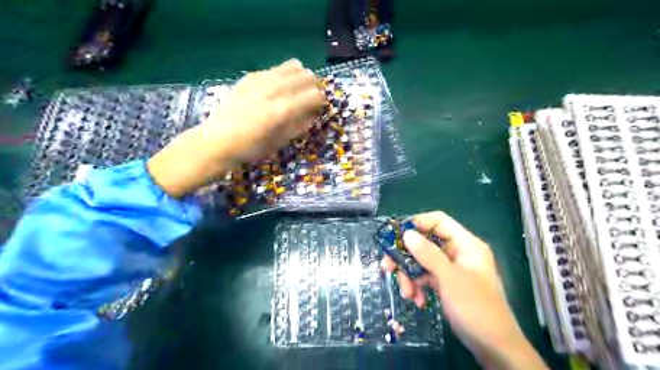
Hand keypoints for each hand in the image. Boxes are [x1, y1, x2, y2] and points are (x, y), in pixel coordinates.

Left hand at [148, 59, 325, 196]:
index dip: (321, 99)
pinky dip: (283, 74)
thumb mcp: (279, 142)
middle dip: (314, 84)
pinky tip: (281, 84)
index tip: (322, 105)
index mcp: (281, 111)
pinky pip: (273, 69)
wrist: (216, 141)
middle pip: (304, 76)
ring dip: (300, 75)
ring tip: (301, 85)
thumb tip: (313, 114)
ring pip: (290, 67)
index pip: (312, 95)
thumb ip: (298, 126)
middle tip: (314, 95)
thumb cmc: (250, 149)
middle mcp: (272, 91)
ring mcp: (259, 81)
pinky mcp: (249, 78)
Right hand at [382, 211, 546, 369]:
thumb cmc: (476, 308)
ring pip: (423, 261)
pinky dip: (419, 286)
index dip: (417, 223)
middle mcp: (458, 253)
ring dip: (410, 276)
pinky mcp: (447, 284)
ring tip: (407, 293)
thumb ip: (428, 254)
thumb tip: (407, 233)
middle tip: (387, 267)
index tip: (396, 235)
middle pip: (425, 243)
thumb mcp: (449, 278)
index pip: (438, 221)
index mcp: (465, 244)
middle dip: (406, 257)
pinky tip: (418, 301)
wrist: (494, 347)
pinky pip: (427, 277)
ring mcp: (452, 269)